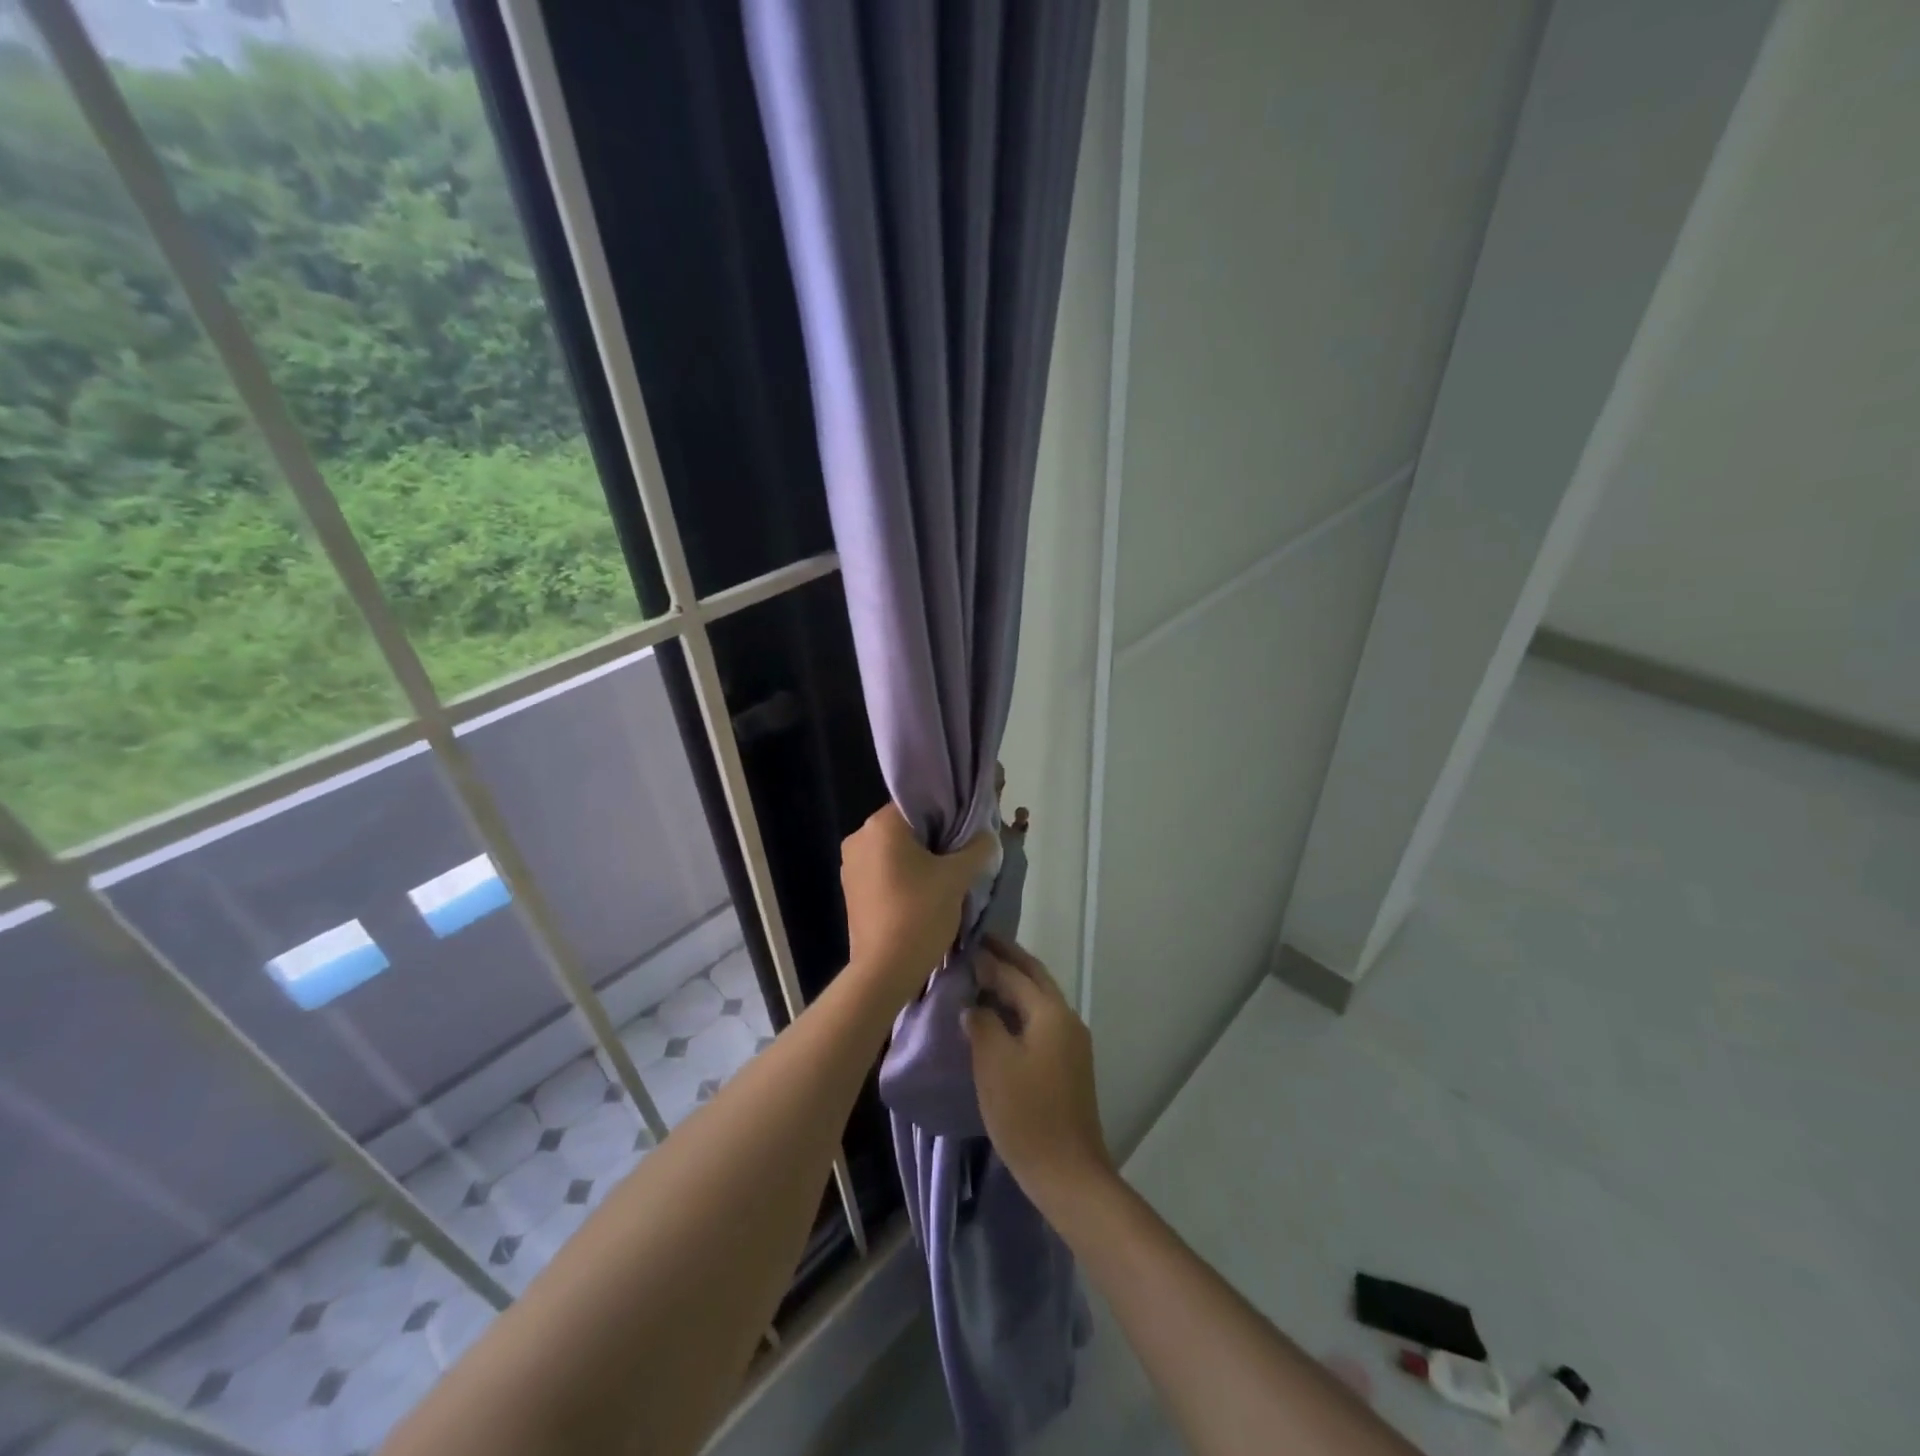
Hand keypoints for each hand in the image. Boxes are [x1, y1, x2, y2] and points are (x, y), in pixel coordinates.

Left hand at [840, 803, 993, 1001]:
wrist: (884, 972)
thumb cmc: (919, 914)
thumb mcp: (957, 878)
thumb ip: (977, 849)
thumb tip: (987, 837)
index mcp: (880, 825)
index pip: (919, 803)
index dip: (948, 814)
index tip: (968, 832)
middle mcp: (859, 837)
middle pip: (907, 827)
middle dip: (936, 839)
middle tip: (963, 856)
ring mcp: (850, 865)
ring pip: (895, 850)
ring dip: (920, 860)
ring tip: (946, 879)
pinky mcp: (851, 890)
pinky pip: (884, 871)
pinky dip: (904, 876)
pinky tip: (924, 895)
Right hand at [963, 937, 1113, 1211]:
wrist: (1068, 1172)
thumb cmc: (1026, 1113)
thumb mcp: (994, 1063)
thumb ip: (982, 1023)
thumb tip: (973, 1005)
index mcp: (1050, 1012)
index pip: (1015, 973)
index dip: (988, 958)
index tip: (962, 944)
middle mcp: (1066, 1017)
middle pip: (1035, 977)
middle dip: (1009, 958)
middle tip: (979, 944)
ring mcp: (1071, 1041)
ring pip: (1039, 998)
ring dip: (1014, 982)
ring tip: (983, 975)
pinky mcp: (1068, 1063)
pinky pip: (1041, 1019)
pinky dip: (1020, 1007)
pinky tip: (999, 1015)